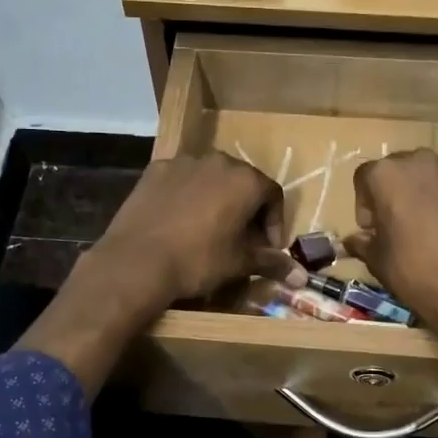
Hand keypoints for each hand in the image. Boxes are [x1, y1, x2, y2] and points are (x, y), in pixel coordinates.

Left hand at [86, 153, 300, 309]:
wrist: (137, 260)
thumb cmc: (198, 260)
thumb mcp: (239, 263)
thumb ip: (271, 263)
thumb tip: (300, 276)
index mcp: (245, 180)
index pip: (273, 195)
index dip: (274, 223)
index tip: (267, 247)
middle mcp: (218, 161)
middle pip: (242, 182)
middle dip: (247, 209)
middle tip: (241, 239)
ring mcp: (184, 162)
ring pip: (211, 179)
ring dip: (218, 200)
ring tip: (210, 229)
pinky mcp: (155, 170)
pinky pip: (182, 180)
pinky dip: (188, 196)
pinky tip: (180, 221)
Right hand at [343, 150, 437, 339]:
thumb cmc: (414, 270)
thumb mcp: (377, 260)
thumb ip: (362, 242)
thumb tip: (355, 239)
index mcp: (386, 174)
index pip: (364, 177)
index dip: (364, 205)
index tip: (372, 230)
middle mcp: (419, 162)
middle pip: (397, 170)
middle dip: (392, 192)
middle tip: (395, 224)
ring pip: (427, 176)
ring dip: (420, 194)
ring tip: (424, 226)